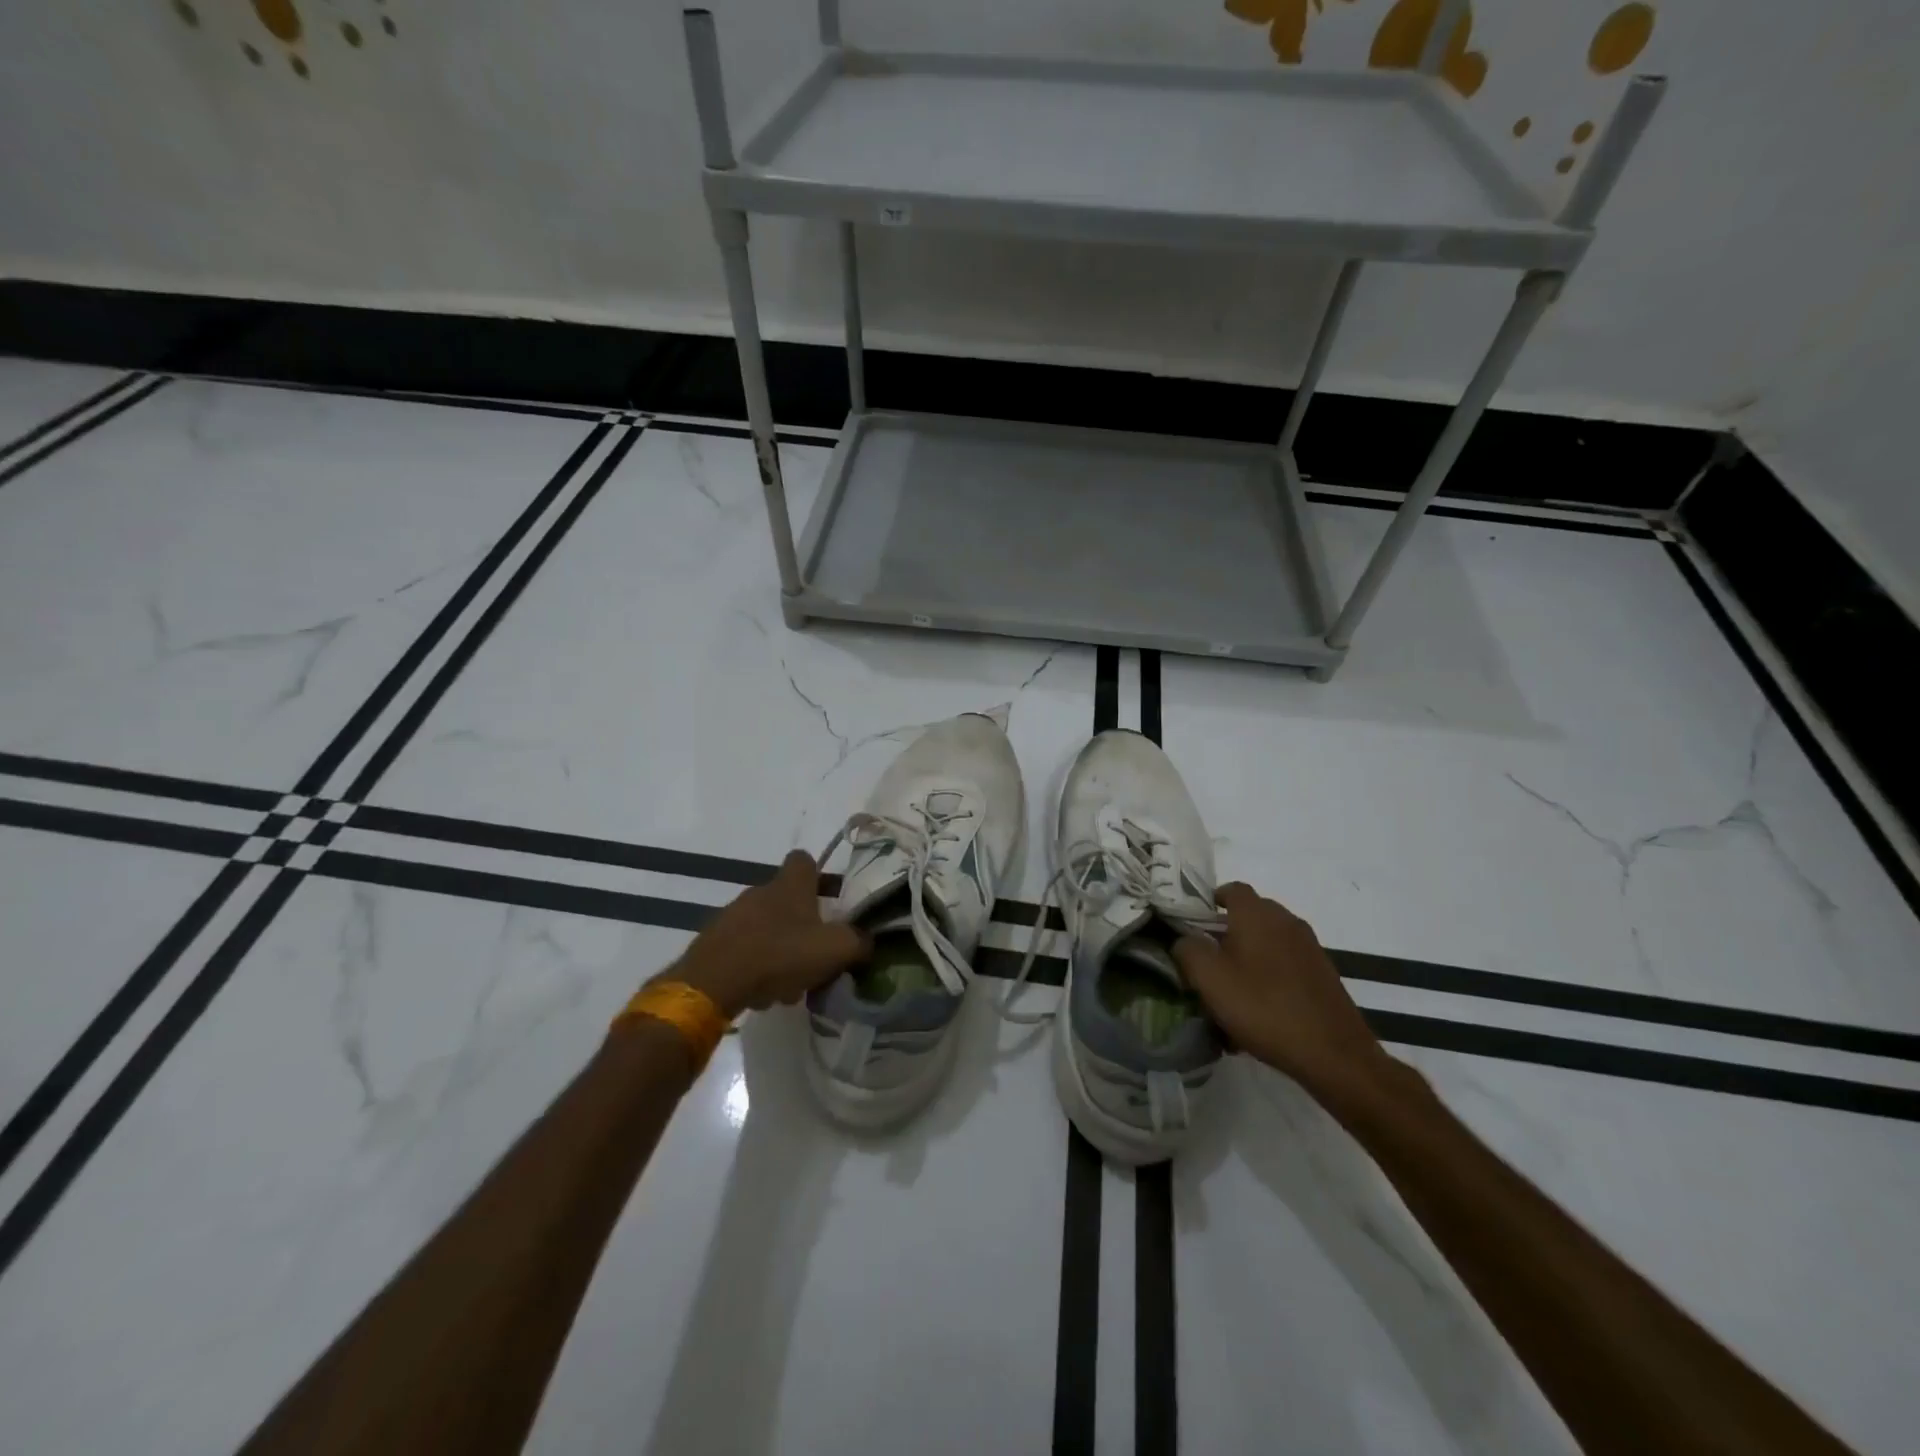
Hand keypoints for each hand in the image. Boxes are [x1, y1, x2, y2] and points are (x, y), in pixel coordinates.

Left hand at [665, 851, 869, 1018]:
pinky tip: (762, 992)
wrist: (713, 982)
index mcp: (790, 885)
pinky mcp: (714, 942)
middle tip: (815, 955)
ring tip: (789, 984)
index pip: (804, 860)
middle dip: (803, 925)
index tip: (830, 899)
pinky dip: (756, 966)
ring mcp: (733, 915)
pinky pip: (744, 948)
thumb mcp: (835, 949)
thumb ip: (858, 942)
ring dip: (780, 950)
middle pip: (787, 899)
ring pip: (766, 928)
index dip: (819, 875)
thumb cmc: (780, 955)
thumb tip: (867, 940)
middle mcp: (760, 891)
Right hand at [1173, 883, 1395, 1101]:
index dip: (1208, 902)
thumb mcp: (1209, 978)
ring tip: (1231, 994)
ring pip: (1266, 943)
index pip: (1230, 889)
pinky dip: (1268, 978)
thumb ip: (1187, 949)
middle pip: (1248, 916)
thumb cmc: (1263, 1007)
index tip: (1191, 926)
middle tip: (1206, 964)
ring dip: (1247, 960)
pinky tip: (1259, 1012)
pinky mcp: (1322, 974)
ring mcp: (1309, 947)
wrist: (1334, 1053)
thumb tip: (1185, 940)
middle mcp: (1286, 921)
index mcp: (1257, 914)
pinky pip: (1284, 966)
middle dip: (1225, 935)